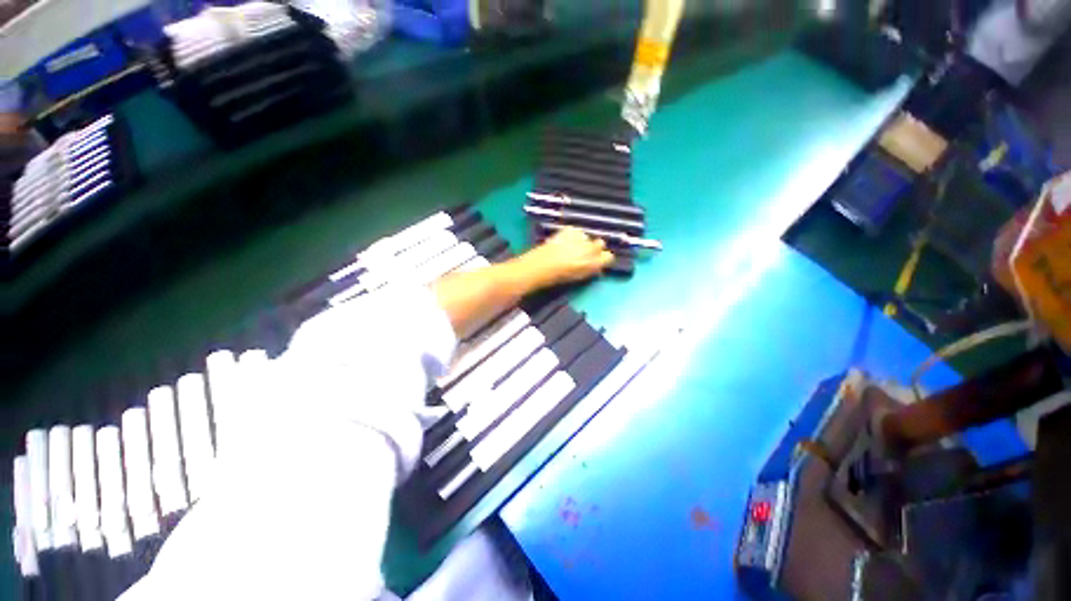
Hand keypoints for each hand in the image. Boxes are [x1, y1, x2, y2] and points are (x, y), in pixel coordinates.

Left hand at [513, 227, 614, 288]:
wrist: (542, 266)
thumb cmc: (559, 277)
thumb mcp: (579, 277)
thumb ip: (590, 270)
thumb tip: (596, 267)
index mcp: (594, 264)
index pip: (609, 257)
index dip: (602, 258)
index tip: (597, 260)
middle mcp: (591, 249)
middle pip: (600, 243)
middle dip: (594, 246)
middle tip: (583, 251)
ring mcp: (581, 237)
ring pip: (586, 237)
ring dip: (581, 240)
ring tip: (569, 246)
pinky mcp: (571, 229)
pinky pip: (575, 231)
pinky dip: (571, 235)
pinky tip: (562, 240)